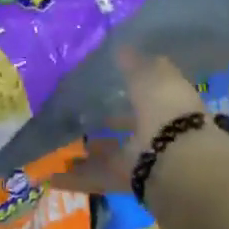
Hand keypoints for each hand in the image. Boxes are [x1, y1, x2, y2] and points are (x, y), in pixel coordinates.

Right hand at [53, 48, 206, 194]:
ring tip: (61, 142)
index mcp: (169, 101)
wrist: (177, 162)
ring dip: (91, 148)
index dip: (131, 82)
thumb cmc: (166, 110)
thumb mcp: (150, 77)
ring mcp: (144, 157)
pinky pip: (98, 176)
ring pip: (113, 151)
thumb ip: (134, 64)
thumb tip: (121, 47)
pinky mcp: (128, 180)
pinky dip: (76, 178)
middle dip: (110, 119)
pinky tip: (51, 177)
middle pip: (131, 123)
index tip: (105, 77)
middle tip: (79, 111)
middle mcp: (158, 129)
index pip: (149, 89)